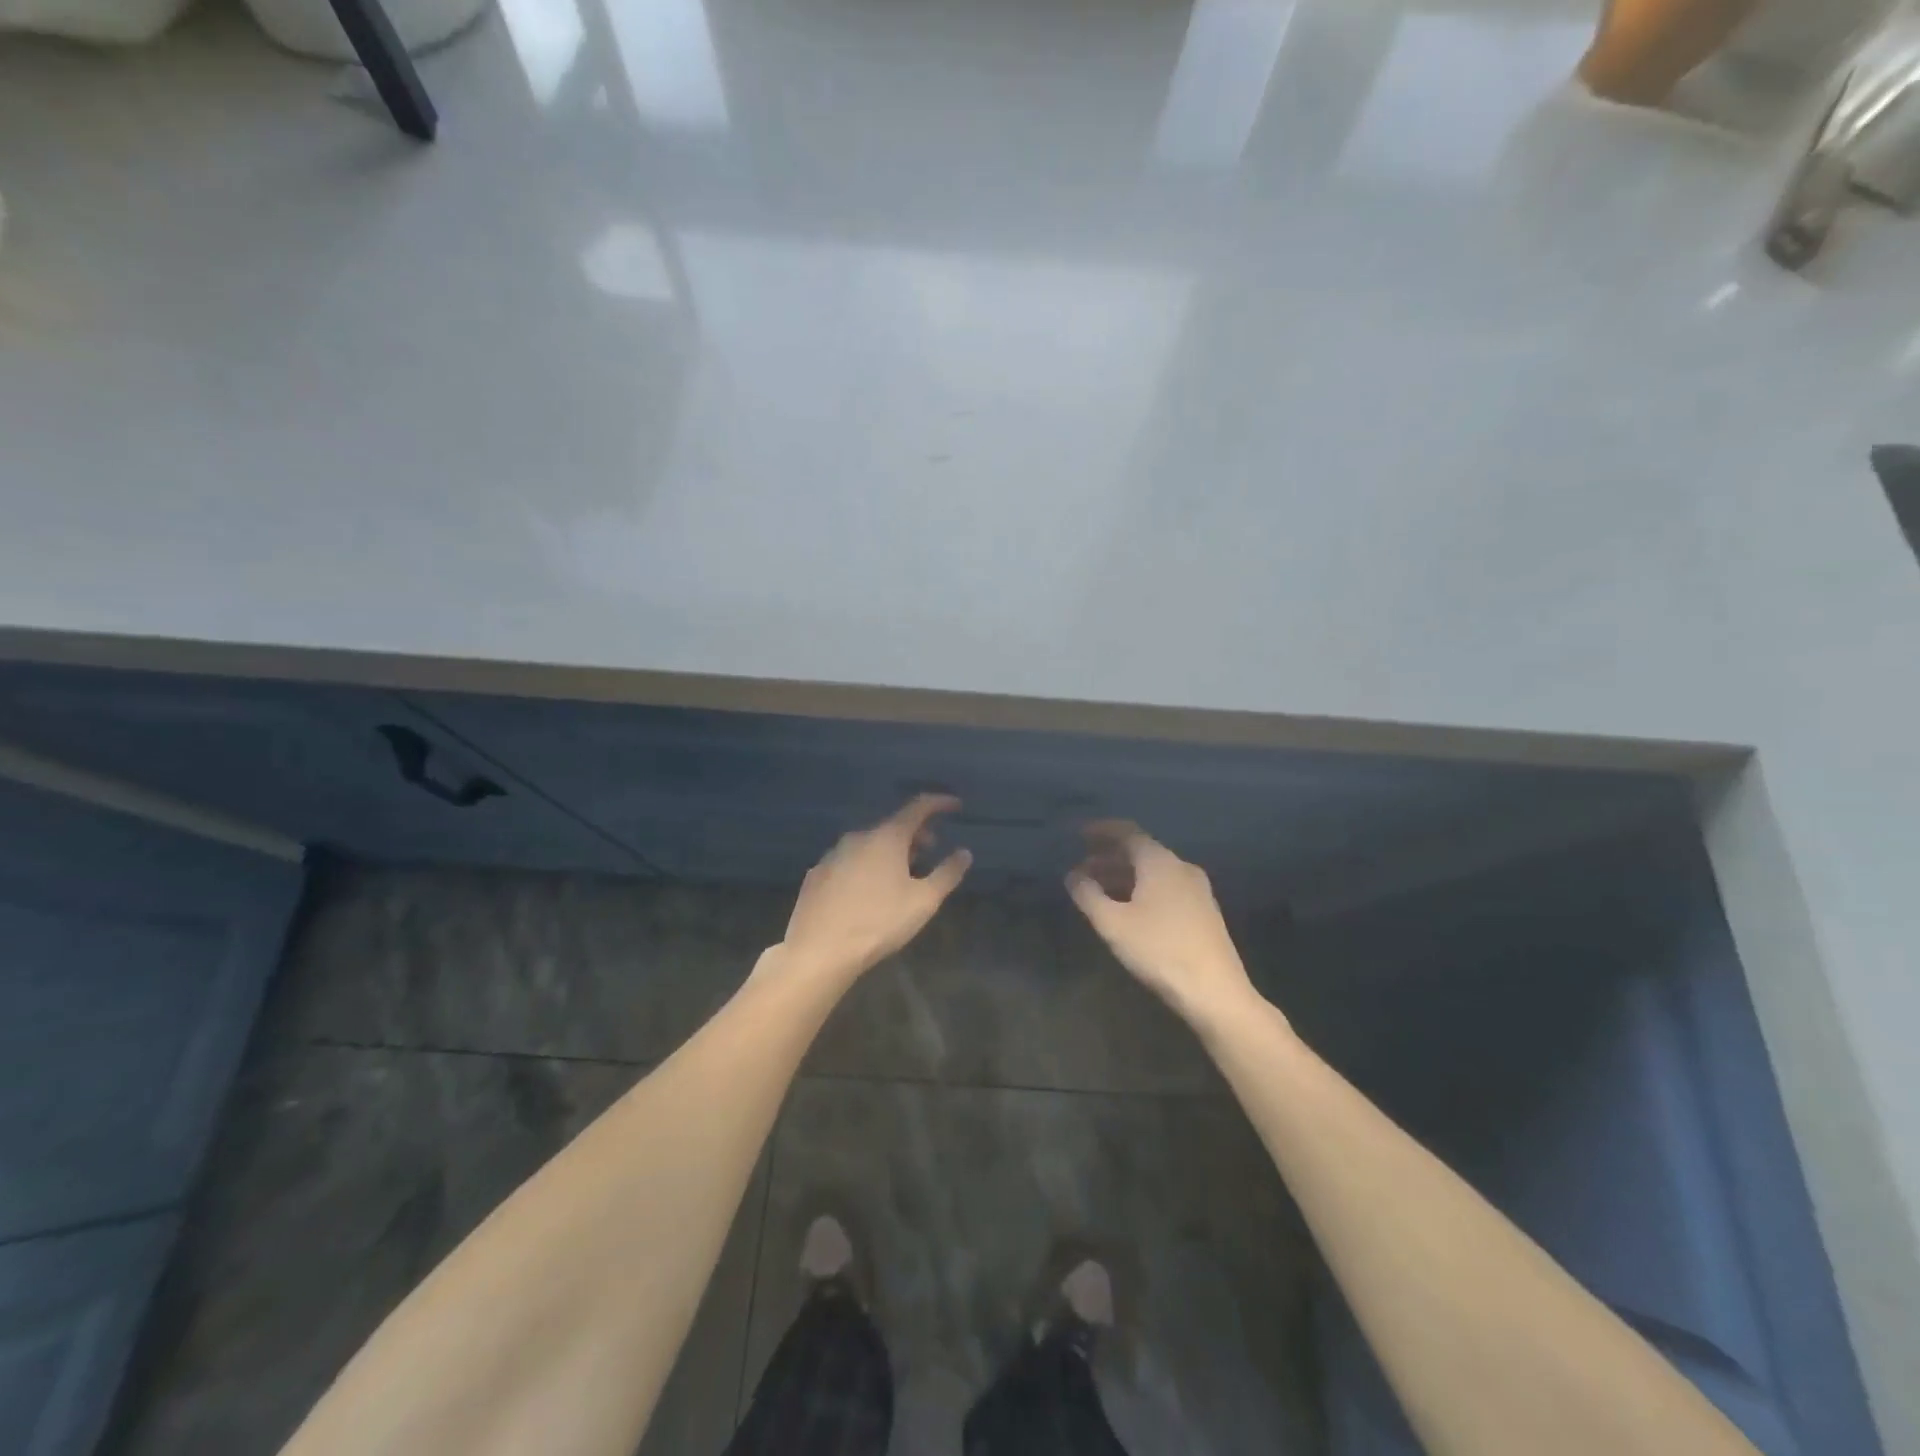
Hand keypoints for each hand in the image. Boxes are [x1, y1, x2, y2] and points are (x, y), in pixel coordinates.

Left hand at [780, 795, 971, 983]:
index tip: (955, 806)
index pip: (917, 807)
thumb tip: (964, 853)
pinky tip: (868, 890)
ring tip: (901, 874)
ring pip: (869, 844)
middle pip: (892, 826)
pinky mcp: (816, 875)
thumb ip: (947, 874)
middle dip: (915, 834)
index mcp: (886, 837)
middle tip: (930, 850)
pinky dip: (866, 865)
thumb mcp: (923, 901)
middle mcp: (858, 837)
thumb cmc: (878, 923)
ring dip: (889, 851)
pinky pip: (849, 861)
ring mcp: (833, 855)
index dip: (939, 803)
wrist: (818, 950)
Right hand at [1067, 821, 1257, 1028]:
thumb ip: (1088, 894)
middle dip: (1109, 857)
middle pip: (1140, 852)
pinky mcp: (1204, 912)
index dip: (1101, 831)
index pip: (1127, 832)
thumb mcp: (1113, 923)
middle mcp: (1181, 867)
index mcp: (1160, 862)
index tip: (1079, 835)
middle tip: (1082, 869)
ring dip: (1124, 876)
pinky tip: (1128, 909)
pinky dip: (1142, 889)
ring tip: (1098, 891)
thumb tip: (1073, 876)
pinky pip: (1166, 887)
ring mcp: (1197, 890)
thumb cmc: (1159, 950)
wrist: (1215, 991)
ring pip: (1153, 871)